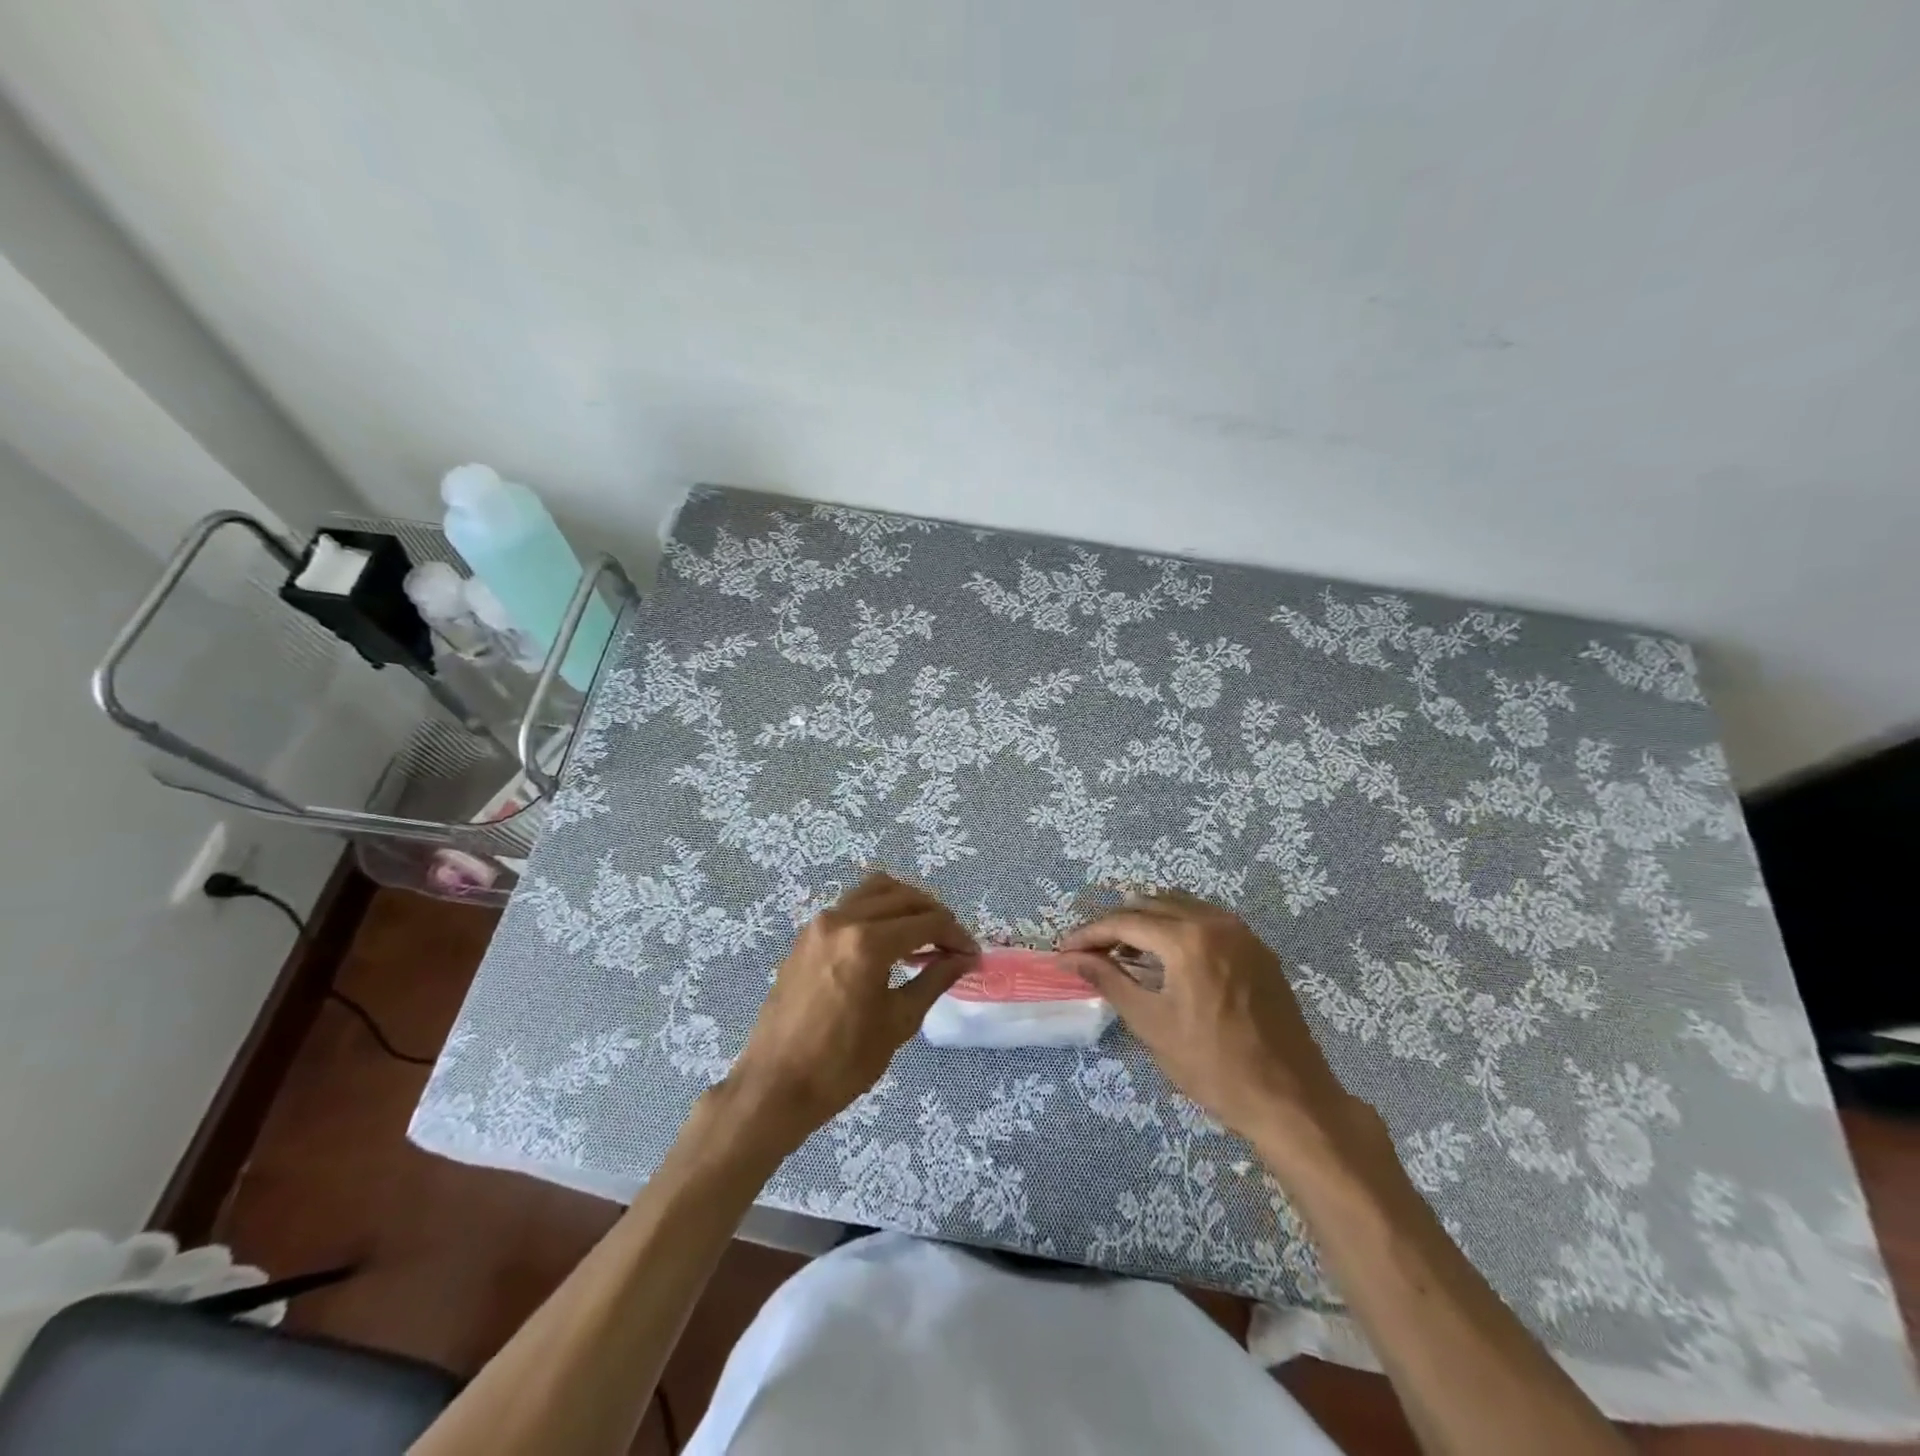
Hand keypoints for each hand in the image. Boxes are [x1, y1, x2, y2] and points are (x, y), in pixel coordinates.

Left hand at [724, 872, 976, 1151]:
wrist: (775, 1086)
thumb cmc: (842, 1064)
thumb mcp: (898, 1022)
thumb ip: (934, 980)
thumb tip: (965, 958)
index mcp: (867, 943)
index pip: (926, 922)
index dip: (956, 935)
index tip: (972, 954)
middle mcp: (842, 920)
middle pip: (903, 896)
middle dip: (934, 915)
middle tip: (952, 945)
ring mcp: (820, 924)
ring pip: (875, 890)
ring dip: (906, 905)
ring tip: (923, 936)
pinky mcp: (807, 935)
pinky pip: (852, 905)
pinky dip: (878, 911)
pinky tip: (890, 942)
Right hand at [1060, 891, 1351, 1150]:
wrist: (1290, 1098)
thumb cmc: (1213, 1066)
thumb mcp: (1151, 1024)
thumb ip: (1109, 980)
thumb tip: (1071, 958)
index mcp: (1187, 938)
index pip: (1124, 922)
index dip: (1089, 934)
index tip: (1065, 950)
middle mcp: (1215, 921)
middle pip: (1150, 905)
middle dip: (1115, 925)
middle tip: (1090, 952)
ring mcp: (1241, 932)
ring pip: (1179, 907)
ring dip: (1146, 922)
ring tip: (1122, 953)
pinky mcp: (1257, 948)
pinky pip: (1206, 920)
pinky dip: (1177, 928)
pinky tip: (1165, 957)